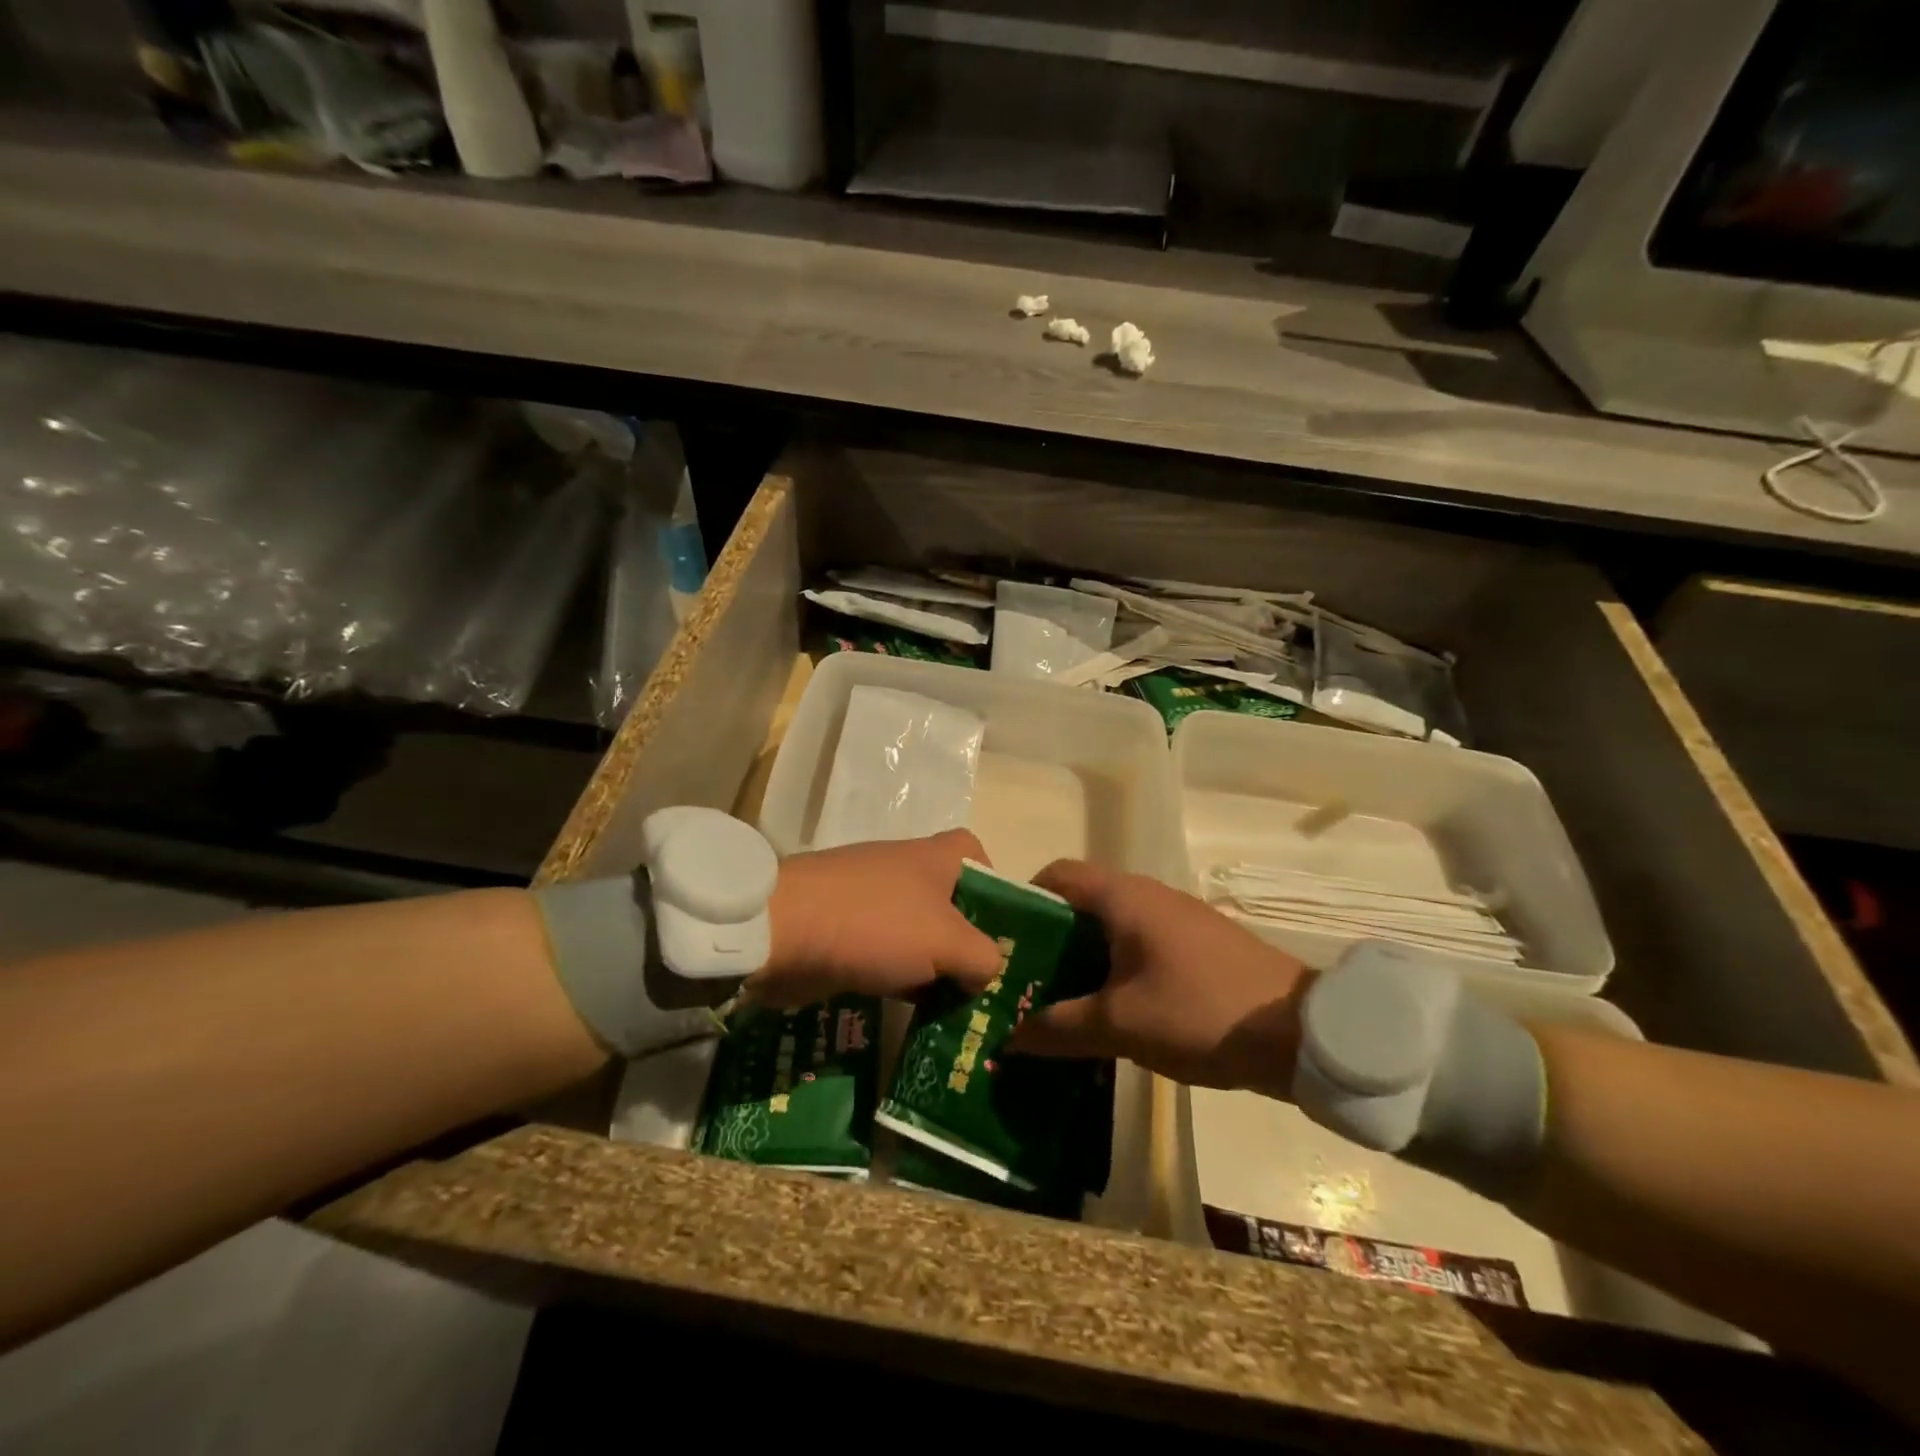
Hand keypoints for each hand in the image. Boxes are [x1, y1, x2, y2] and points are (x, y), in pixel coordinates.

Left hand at [748, 829, 1002, 1008]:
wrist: (782, 931)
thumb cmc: (876, 924)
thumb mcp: (947, 942)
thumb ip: (983, 956)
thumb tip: (987, 970)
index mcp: (936, 857)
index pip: (978, 856)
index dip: (997, 890)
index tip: (1003, 932)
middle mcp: (907, 870)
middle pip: (952, 903)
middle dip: (969, 943)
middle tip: (986, 987)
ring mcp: (873, 900)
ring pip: (920, 934)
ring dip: (935, 968)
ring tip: (956, 1010)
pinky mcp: (847, 929)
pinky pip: (888, 953)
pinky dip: (902, 977)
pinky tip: (913, 1011)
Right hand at [1011, 859, 1312, 1099]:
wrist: (1303, 1033)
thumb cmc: (1200, 1011)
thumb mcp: (1121, 1025)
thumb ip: (1059, 1028)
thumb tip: (1008, 1037)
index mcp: (1123, 897)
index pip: (1056, 875)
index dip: (1023, 901)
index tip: (1002, 944)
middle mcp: (1147, 895)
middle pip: (1080, 905)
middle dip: (1047, 941)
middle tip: (1020, 984)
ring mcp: (1175, 919)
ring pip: (1109, 929)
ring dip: (1080, 961)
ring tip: (1054, 1004)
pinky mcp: (1196, 945)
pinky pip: (1137, 946)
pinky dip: (1112, 970)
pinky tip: (1106, 1012)